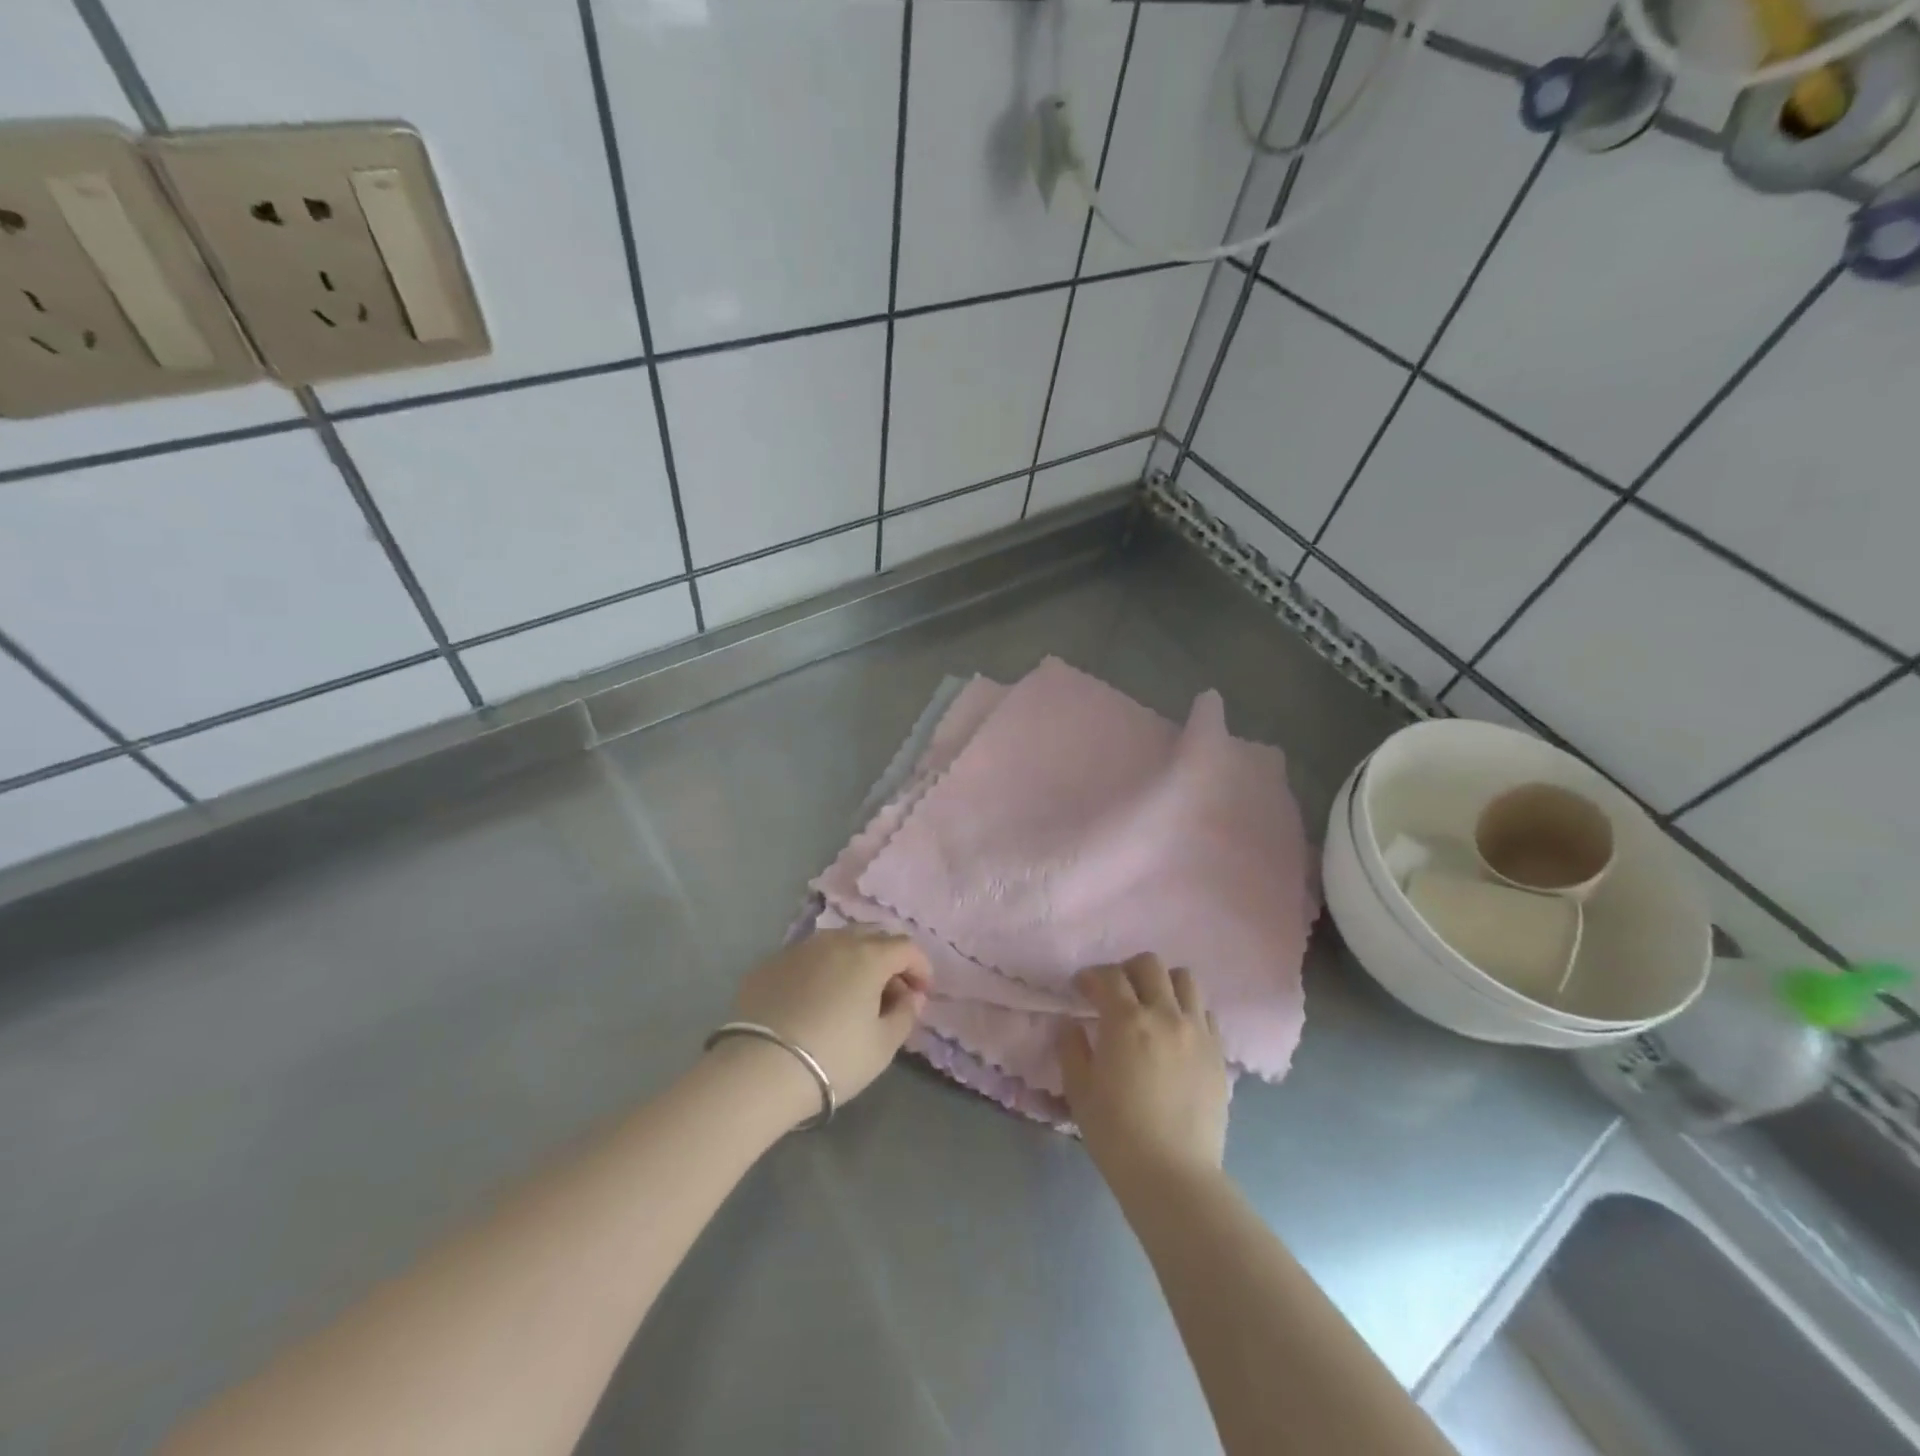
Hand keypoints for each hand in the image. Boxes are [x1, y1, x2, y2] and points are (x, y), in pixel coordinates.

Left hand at [727, 928, 931, 1107]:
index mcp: (868, 955)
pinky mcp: (769, 964)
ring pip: (837, 942)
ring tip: (852, 993)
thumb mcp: (883, 1045)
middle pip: (872, 935)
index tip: (922, 993)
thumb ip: (906, 1014)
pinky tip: (815, 1000)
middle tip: (890, 991)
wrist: (759, 1070)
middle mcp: (835, 941)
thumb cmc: (833, 1058)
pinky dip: (821, 970)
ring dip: (854, 960)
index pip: (906, 947)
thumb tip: (912, 996)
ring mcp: (799, 949)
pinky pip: (807, 958)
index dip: (920, 967)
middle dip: (888, 958)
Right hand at [1058, 954, 1229, 1186]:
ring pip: (1185, 979)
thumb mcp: (1080, 1091)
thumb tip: (1070, 1024)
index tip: (1081, 988)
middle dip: (1127, 970)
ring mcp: (1197, 1031)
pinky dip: (1188, 1011)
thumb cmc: (1117, 1134)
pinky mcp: (1218, 1052)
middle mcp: (1166, 1015)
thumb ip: (1071, 1049)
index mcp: (1127, 1021)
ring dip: (1163, 983)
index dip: (1091, 976)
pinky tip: (1176, 1033)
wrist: (1173, 1175)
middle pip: (1150, 965)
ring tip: (1151, 1005)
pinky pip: (1205, 1012)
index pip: (1109, 976)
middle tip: (1115, 992)